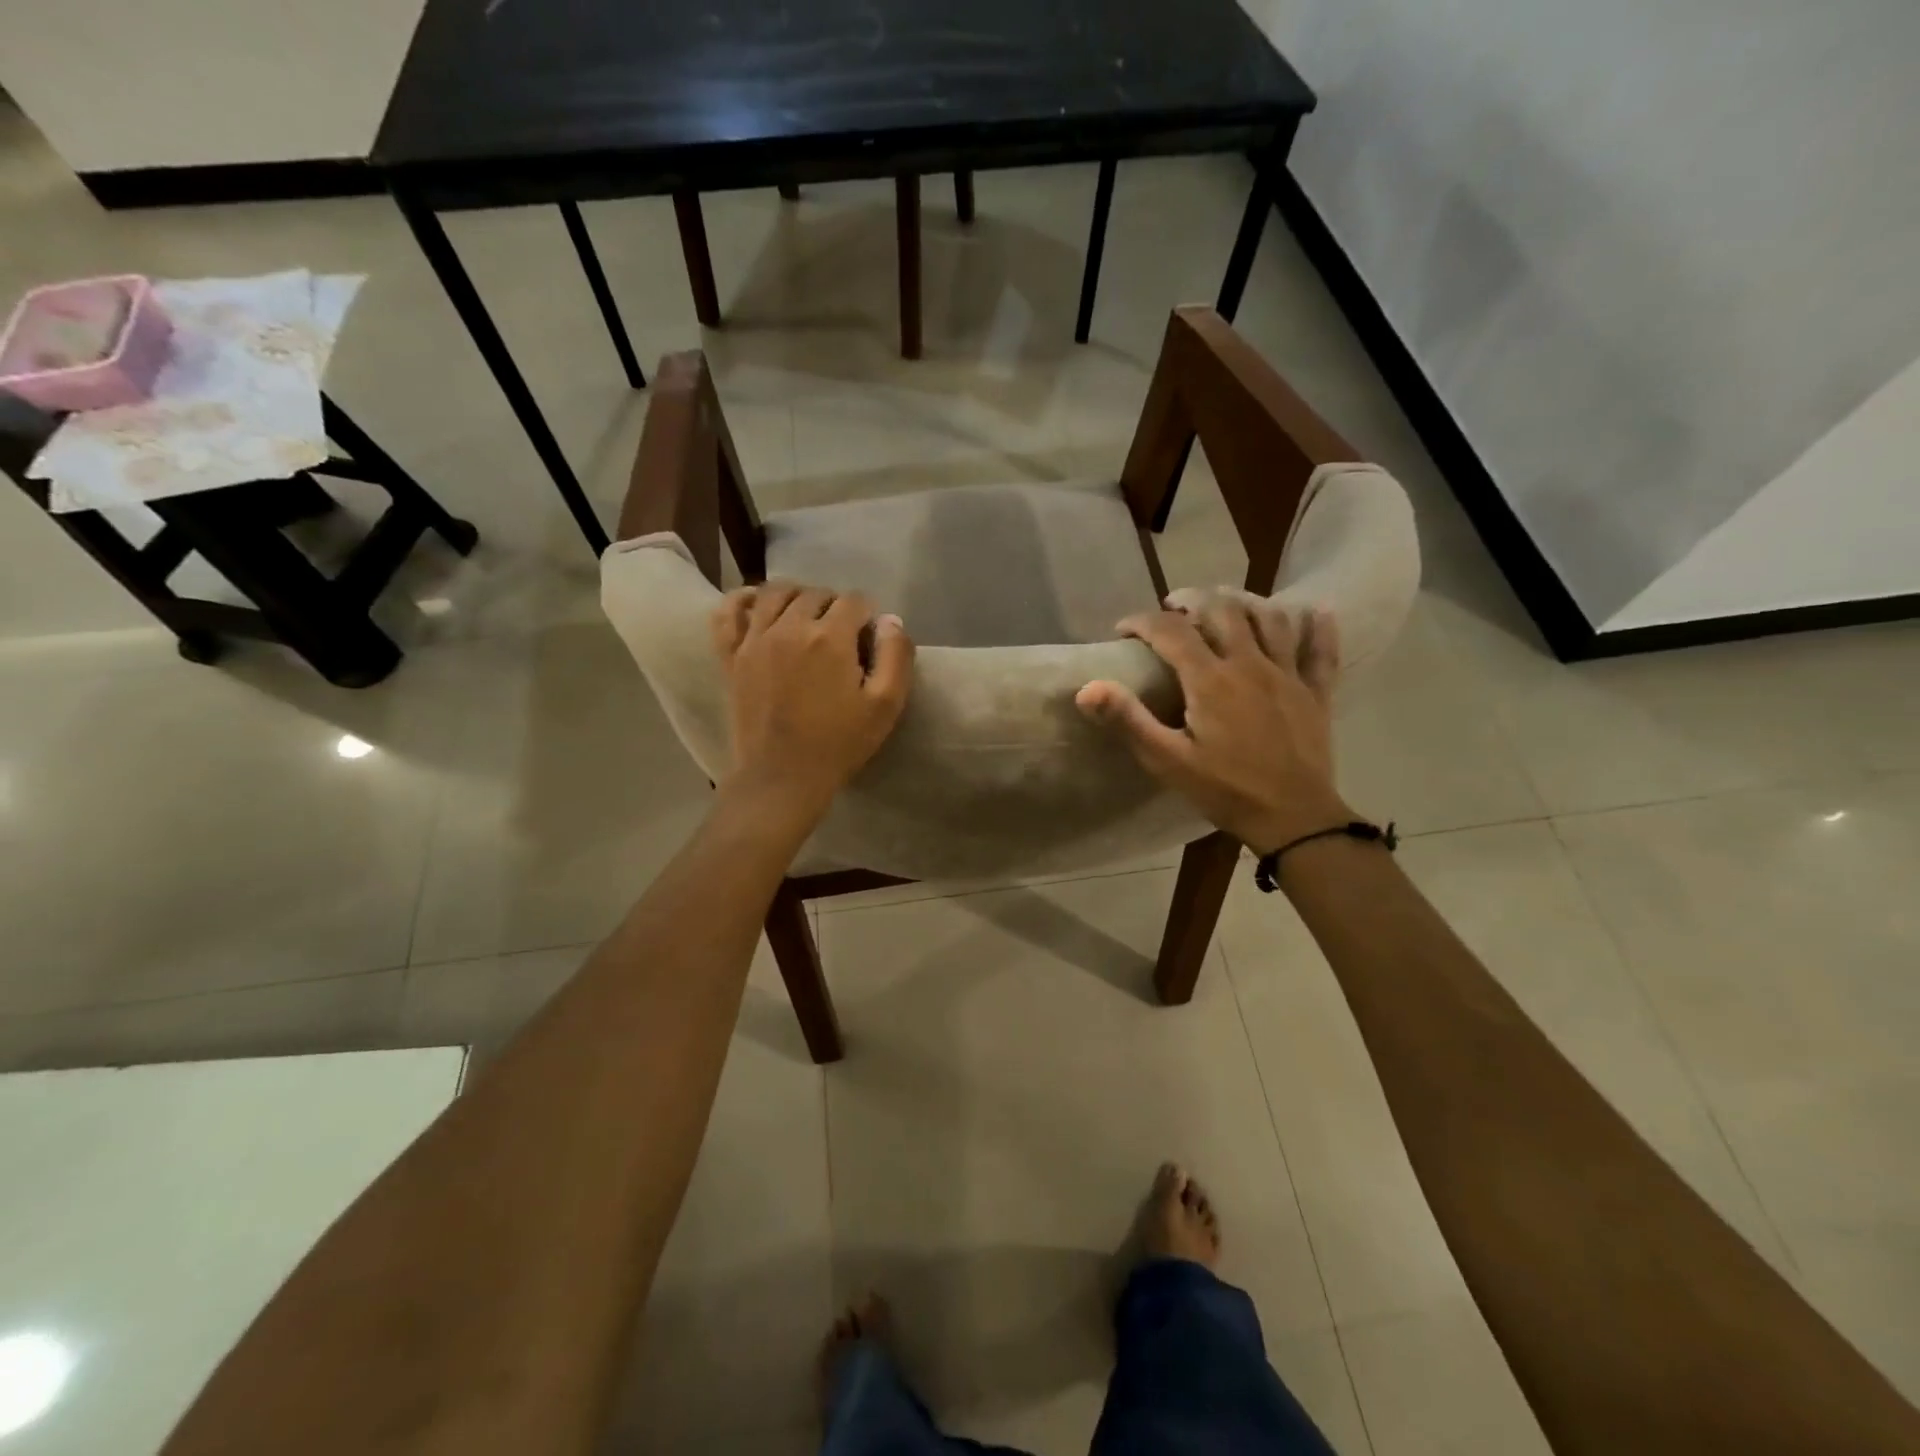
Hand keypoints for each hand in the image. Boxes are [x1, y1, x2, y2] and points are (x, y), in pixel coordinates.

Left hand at [711, 581, 914, 826]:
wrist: (782, 778)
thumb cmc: (839, 744)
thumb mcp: (885, 705)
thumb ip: (895, 656)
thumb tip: (890, 620)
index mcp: (830, 637)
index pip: (855, 601)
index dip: (868, 615)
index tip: (870, 639)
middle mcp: (789, 627)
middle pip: (816, 594)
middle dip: (836, 606)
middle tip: (843, 634)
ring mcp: (755, 639)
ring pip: (775, 593)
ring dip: (797, 595)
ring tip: (807, 615)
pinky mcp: (731, 656)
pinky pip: (729, 612)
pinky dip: (742, 599)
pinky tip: (757, 603)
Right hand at [1076, 601, 1348, 853]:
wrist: (1294, 818)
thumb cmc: (1225, 790)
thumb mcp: (1167, 760)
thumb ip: (1128, 720)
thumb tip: (1086, 689)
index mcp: (1210, 680)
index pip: (1171, 631)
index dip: (1143, 622)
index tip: (1123, 629)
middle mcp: (1249, 664)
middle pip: (1222, 610)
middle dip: (1193, 600)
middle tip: (1174, 608)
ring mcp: (1287, 675)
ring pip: (1271, 619)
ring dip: (1245, 603)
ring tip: (1227, 606)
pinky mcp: (1316, 693)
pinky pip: (1321, 650)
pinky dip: (1318, 627)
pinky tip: (1316, 612)